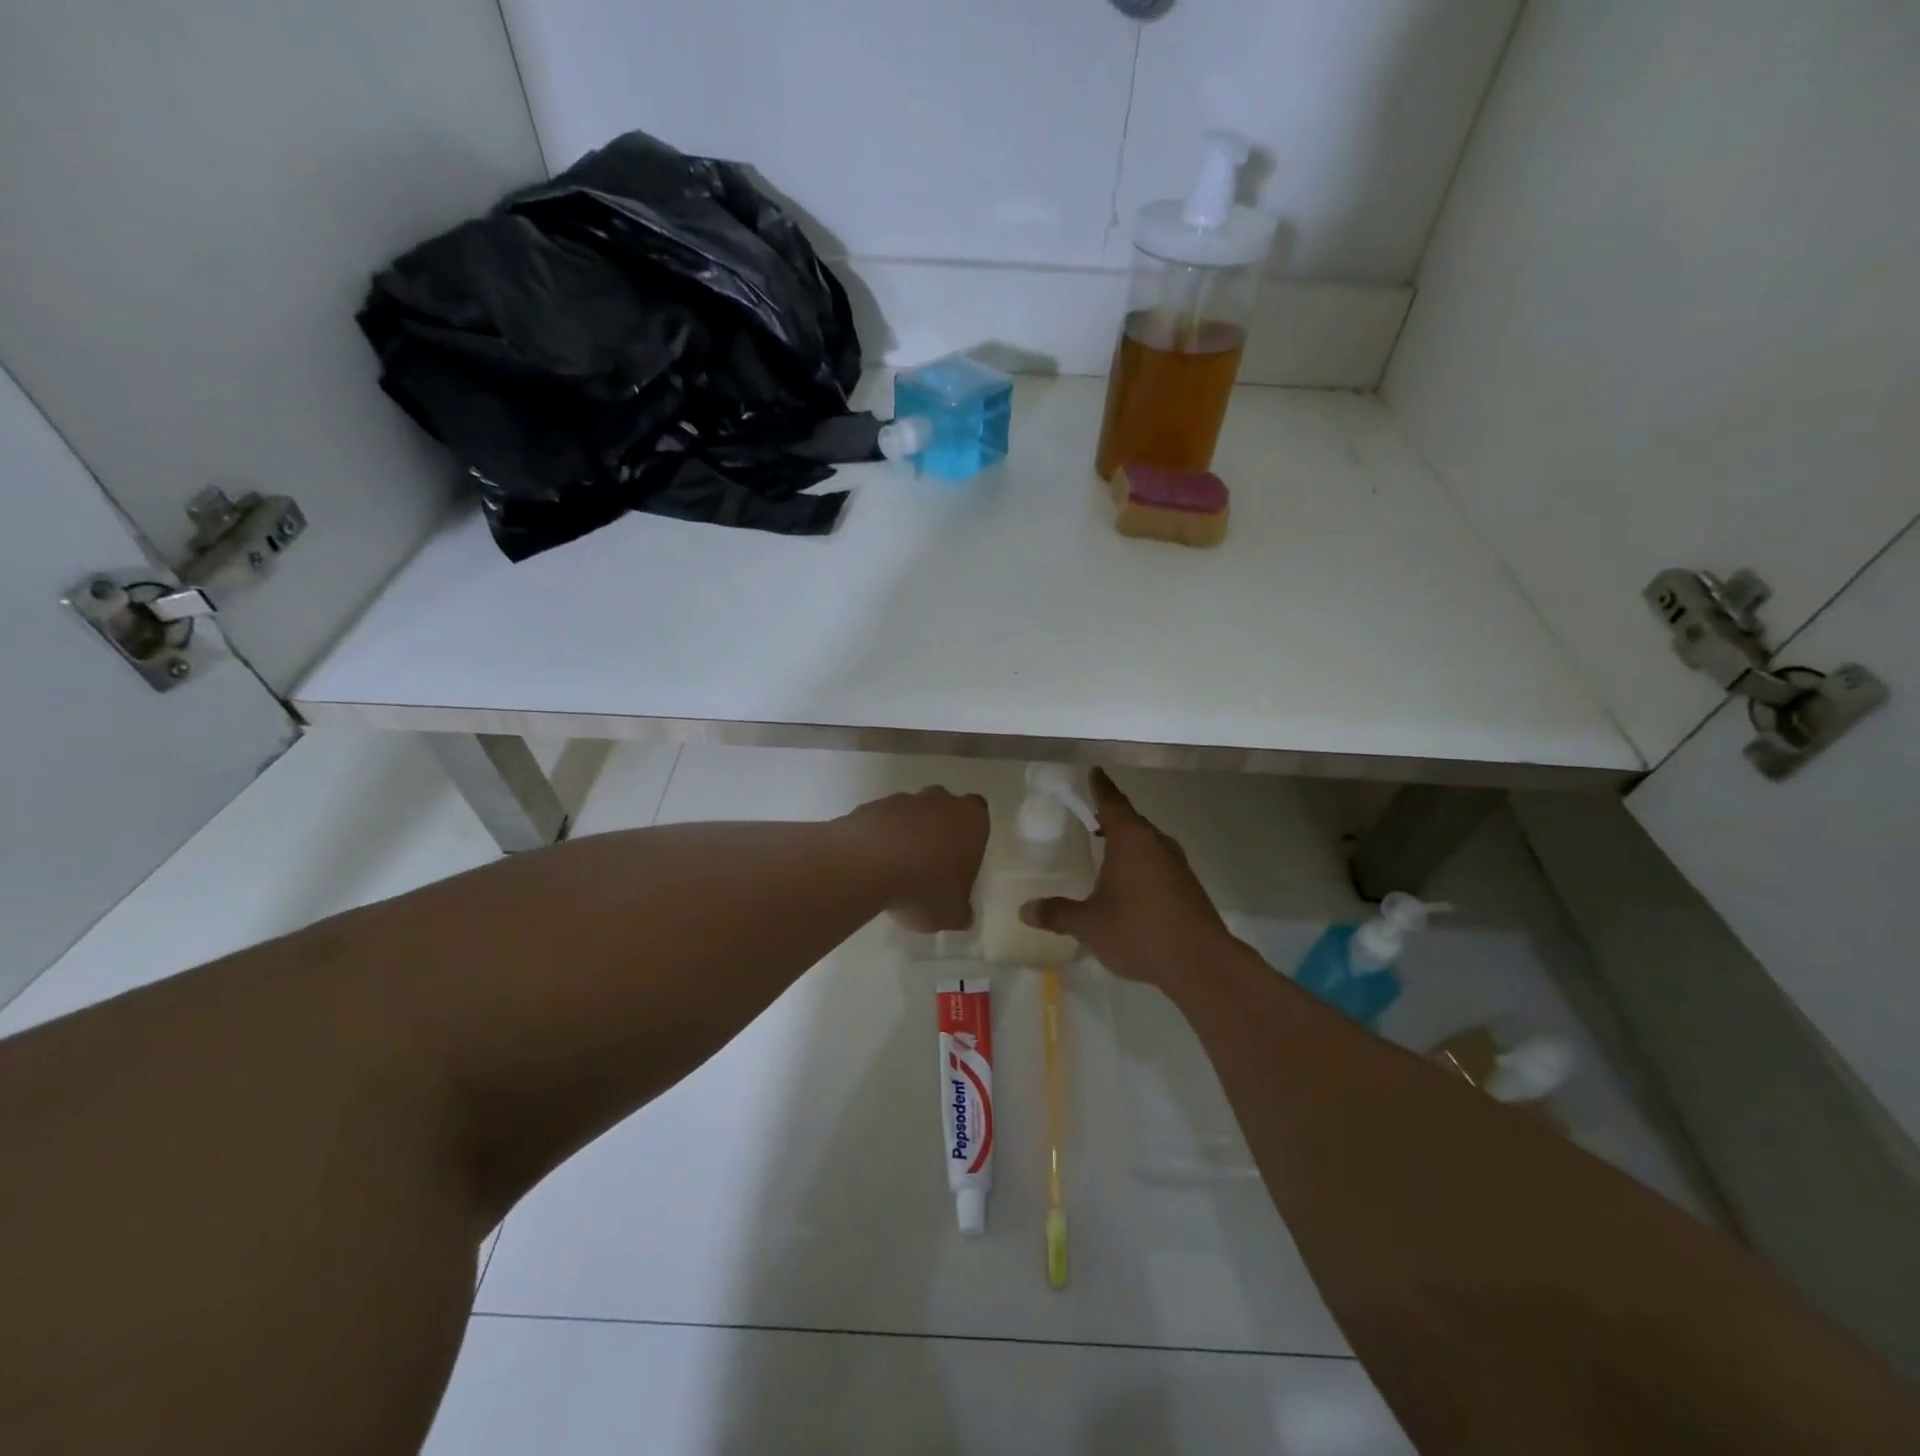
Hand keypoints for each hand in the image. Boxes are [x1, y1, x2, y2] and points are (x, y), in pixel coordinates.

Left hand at [841, 787, 988, 932]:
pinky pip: (880, 823)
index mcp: (970, 820)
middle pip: (943, 808)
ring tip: (896, 870)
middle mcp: (939, 801)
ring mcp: (902, 800)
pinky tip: (872, 865)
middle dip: (938, 830)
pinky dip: (878, 839)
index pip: (979, 813)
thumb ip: (961, 911)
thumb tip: (962, 913)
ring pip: (909, 814)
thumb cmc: (924, 887)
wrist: (867, 865)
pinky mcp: (870, 806)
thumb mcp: (952, 914)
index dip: (970, 834)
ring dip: (905, 835)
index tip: (960, 858)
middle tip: (930, 864)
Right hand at [1021, 769, 1240, 990]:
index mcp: (1130, 839)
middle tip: (1092, 817)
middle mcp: (1156, 843)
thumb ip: (1057, 913)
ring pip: (1147, 843)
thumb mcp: (1088, 924)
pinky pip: (1159, 864)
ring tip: (1108, 851)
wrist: (1199, 962)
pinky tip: (1131, 885)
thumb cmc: (1137, 930)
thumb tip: (1025, 910)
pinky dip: (1142, 865)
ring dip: (1128, 843)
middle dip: (1112, 818)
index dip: (1100, 787)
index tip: (1094, 772)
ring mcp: (1177, 864)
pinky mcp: (1188, 887)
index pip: (1111, 802)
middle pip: (1131, 821)